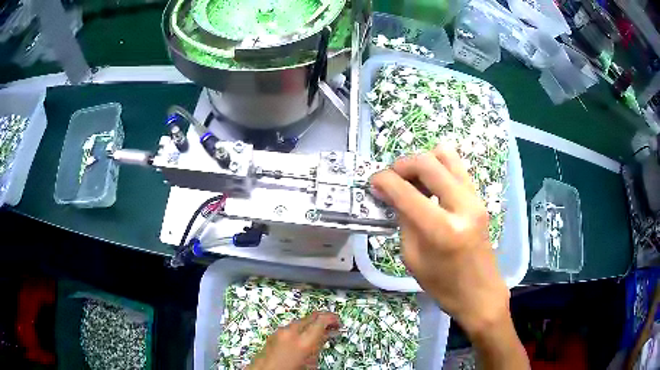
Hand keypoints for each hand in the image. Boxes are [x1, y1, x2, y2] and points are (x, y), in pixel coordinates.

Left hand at [248, 312, 339, 369]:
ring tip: (318, 335)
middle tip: (331, 327)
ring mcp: (279, 332)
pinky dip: (299, 330)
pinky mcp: (272, 335)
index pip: (322, 320)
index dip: (333, 318)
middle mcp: (290, 332)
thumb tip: (325, 337)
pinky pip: (290, 327)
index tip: (338, 322)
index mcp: (303, 342)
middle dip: (323, 320)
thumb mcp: (310, 364)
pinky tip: (302, 339)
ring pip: (300, 321)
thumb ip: (318, 347)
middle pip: (311, 317)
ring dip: (310, 325)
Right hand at [370, 146, 509, 337]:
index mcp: (443, 230)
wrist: (480, 293)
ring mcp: (475, 199)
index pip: (407, 192)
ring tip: (412, 180)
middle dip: (403, 165)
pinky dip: (438, 169)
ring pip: (446, 155)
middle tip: (391, 178)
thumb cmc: (443, 285)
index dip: (384, 181)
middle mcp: (463, 206)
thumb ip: (403, 220)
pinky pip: (456, 168)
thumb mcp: (413, 257)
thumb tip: (389, 192)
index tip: (373, 182)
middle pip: (428, 162)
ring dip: (423, 162)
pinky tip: (429, 187)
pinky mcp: (479, 198)